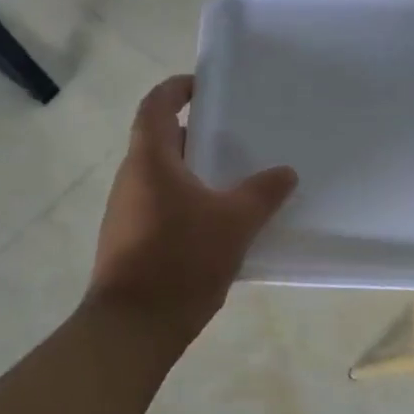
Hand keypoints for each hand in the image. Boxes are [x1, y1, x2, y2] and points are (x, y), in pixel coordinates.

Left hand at [87, 75, 297, 342]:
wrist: (133, 327)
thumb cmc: (181, 260)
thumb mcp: (235, 222)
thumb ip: (263, 193)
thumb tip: (286, 172)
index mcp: (150, 160)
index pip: (156, 105)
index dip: (178, 88)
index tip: (207, 87)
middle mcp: (132, 178)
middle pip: (161, 139)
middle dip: (198, 133)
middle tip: (238, 135)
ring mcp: (128, 211)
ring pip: (164, 175)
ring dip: (196, 170)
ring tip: (237, 178)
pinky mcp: (132, 240)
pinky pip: (163, 204)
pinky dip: (189, 200)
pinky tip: (220, 222)